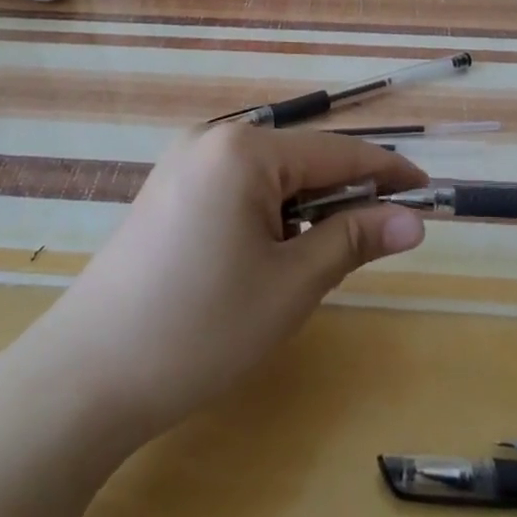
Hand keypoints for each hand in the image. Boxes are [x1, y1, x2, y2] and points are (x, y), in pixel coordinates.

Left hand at [38, 125, 427, 444]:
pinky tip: (269, 255)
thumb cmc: (201, 328)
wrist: (86, 376)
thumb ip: (354, 239)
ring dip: (306, 207)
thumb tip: (414, 219)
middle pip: (302, 158)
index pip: (337, 152)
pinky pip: (238, 188)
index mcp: (244, 150)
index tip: (430, 192)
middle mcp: (211, 139)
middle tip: (382, 239)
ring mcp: (183, 164)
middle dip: (345, 194)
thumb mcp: (291, 285)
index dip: (388, 172)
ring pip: (270, 175)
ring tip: (319, 259)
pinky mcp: (167, 191)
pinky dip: (270, 214)